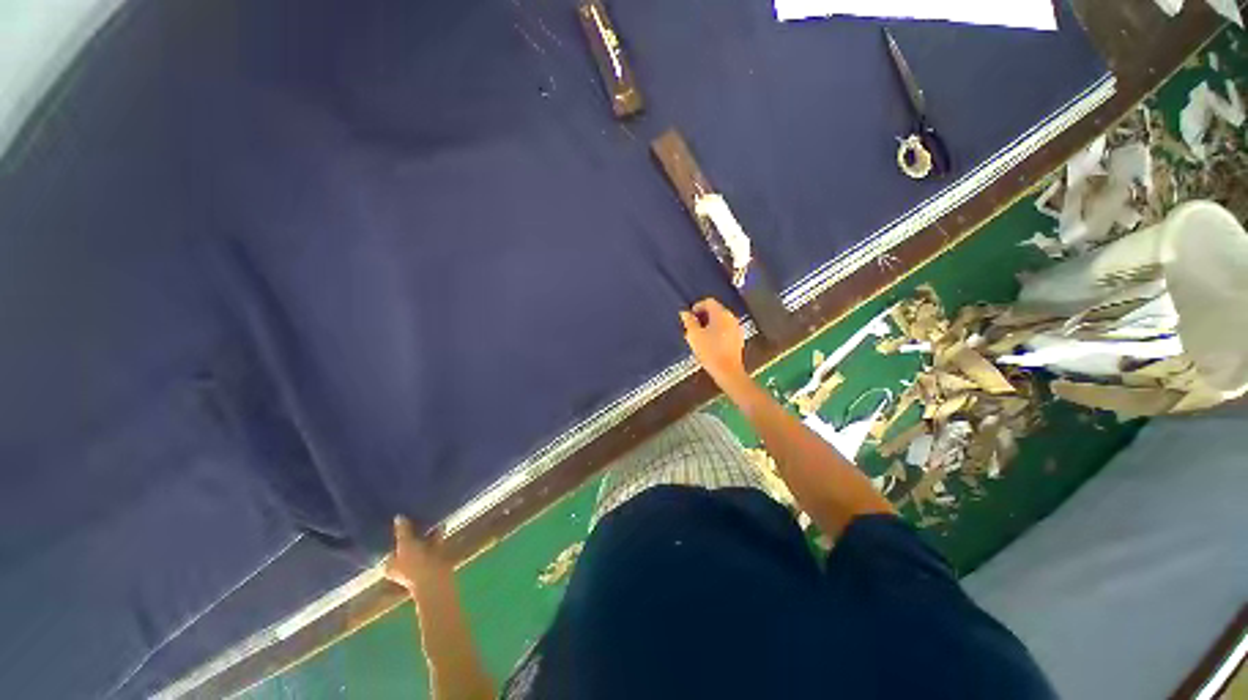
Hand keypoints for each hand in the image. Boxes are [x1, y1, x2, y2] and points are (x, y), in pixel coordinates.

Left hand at [384, 515, 451, 595]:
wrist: (435, 578)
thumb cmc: (414, 564)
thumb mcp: (406, 544)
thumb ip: (402, 530)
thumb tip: (398, 516)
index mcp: (391, 565)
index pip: (390, 548)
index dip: (394, 536)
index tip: (400, 523)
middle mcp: (402, 566)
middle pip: (406, 546)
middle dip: (412, 534)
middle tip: (416, 517)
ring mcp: (419, 564)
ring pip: (421, 545)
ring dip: (426, 534)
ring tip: (430, 518)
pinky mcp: (433, 561)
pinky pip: (433, 545)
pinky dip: (436, 536)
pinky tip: (440, 524)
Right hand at [680, 298, 748, 393]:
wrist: (728, 371)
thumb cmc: (709, 351)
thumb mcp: (694, 336)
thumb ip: (689, 321)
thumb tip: (685, 313)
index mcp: (721, 314)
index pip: (709, 301)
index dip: (697, 307)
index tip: (689, 317)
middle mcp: (731, 317)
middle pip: (716, 310)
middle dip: (703, 316)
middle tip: (693, 326)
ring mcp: (737, 328)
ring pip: (721, 320)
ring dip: (710, 323)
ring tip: (700, 335)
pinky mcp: (739, 338)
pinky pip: (726, 329)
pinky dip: (718, 331)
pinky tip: (711, 342)